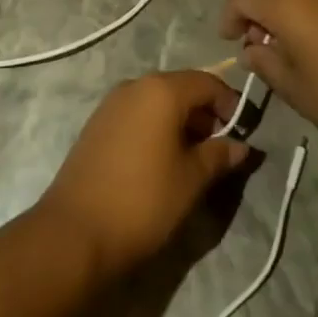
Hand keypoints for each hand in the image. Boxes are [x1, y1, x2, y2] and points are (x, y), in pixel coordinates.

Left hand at [36, 70, 251, 283]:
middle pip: (181, 88)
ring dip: (181, 122)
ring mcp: (111, 104)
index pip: (208, 83)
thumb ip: (219, 155)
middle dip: (205, 114)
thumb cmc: (143, 201)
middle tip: (220, 149)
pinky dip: (156, 128)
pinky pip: (137, 115)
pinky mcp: (96, 124)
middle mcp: (135, 85)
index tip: (243, 133)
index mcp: (161, 90)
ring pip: (158, 102)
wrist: (74, 233)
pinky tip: (161, 161)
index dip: (230, 104)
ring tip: (193, 159)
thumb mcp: (191, 180)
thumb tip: (241, 146)